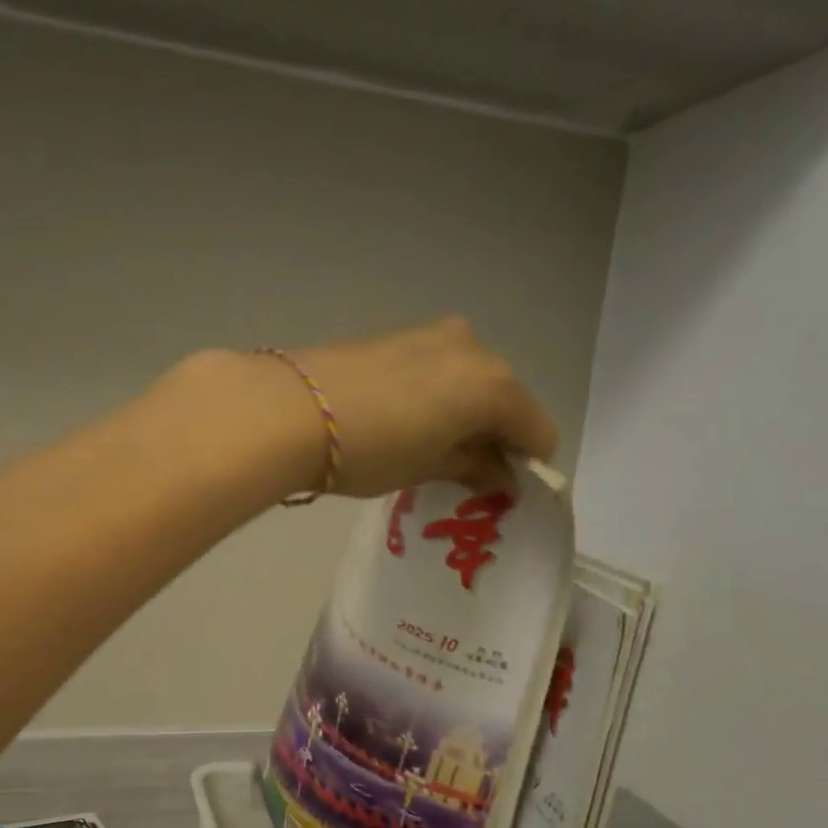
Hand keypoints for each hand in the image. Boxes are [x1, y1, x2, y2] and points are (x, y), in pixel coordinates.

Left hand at [168, 318, 557, 501]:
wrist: (290, 410)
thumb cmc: (370, 450)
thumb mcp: (427, 468)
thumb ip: (474, 468)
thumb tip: (501, 476)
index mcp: (494, 386)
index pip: (537, 432)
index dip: (525, 467)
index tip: (500, 493)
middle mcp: (475, 349)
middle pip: (506, 401)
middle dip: (493, 438)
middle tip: (463, 475)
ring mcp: (434, 335)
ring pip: (471, 382)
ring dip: (464, 416)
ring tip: (427, 450)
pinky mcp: (399, 335)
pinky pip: (439, 370)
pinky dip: (438, 397)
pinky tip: (404, 422)